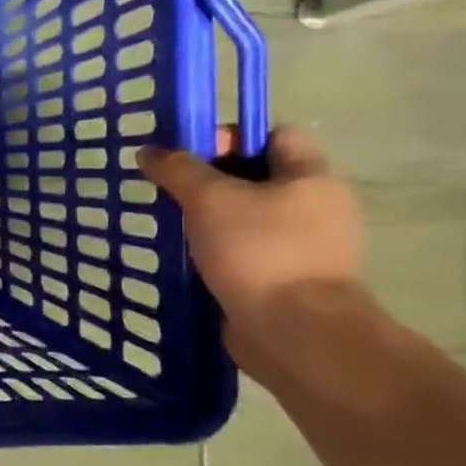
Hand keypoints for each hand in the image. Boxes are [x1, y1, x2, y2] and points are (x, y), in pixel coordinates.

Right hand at [138, 126, 366, 365]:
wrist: (294, 331)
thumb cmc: (258, 251)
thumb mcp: (209, 198)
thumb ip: (177, 169)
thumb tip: (150, 151)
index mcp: (310, 176)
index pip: (274, 134)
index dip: (230, 137)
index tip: (188, 155)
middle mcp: (315, 205)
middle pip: (256, 175)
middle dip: (210, 180)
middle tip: (170, 190)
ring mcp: (304, 245)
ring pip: (247, 216)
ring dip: (210, 218)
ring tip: (172, 224)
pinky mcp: (286, 278)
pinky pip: (245, 250)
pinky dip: (217, 249)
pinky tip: (187, 257)